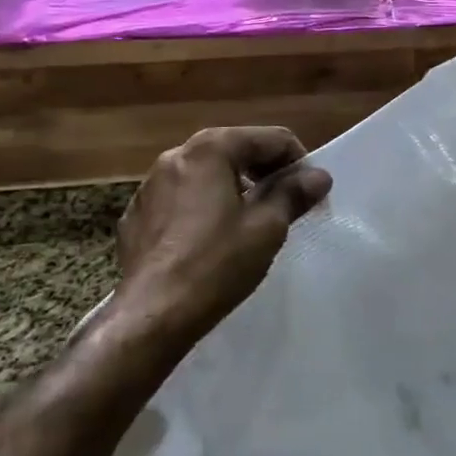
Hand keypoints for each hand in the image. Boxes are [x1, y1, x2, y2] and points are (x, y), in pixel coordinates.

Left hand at [108, 126, 331, 340]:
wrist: (151, 316)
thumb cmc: (216, 264)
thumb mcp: (267, 227)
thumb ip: (294, 193)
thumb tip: (319, 176)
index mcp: (210, 149)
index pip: (271, 138)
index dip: (299, 162)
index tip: (311, 194)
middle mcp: (176, 156)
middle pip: (236, 150)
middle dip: (266, 173)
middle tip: (288, 206)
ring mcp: (150, 186)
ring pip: (207, 175)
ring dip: (235, 189)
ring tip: (252, 223)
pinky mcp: (136, 216)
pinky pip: (182, 199)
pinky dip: (204, 208)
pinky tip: (212, 241)